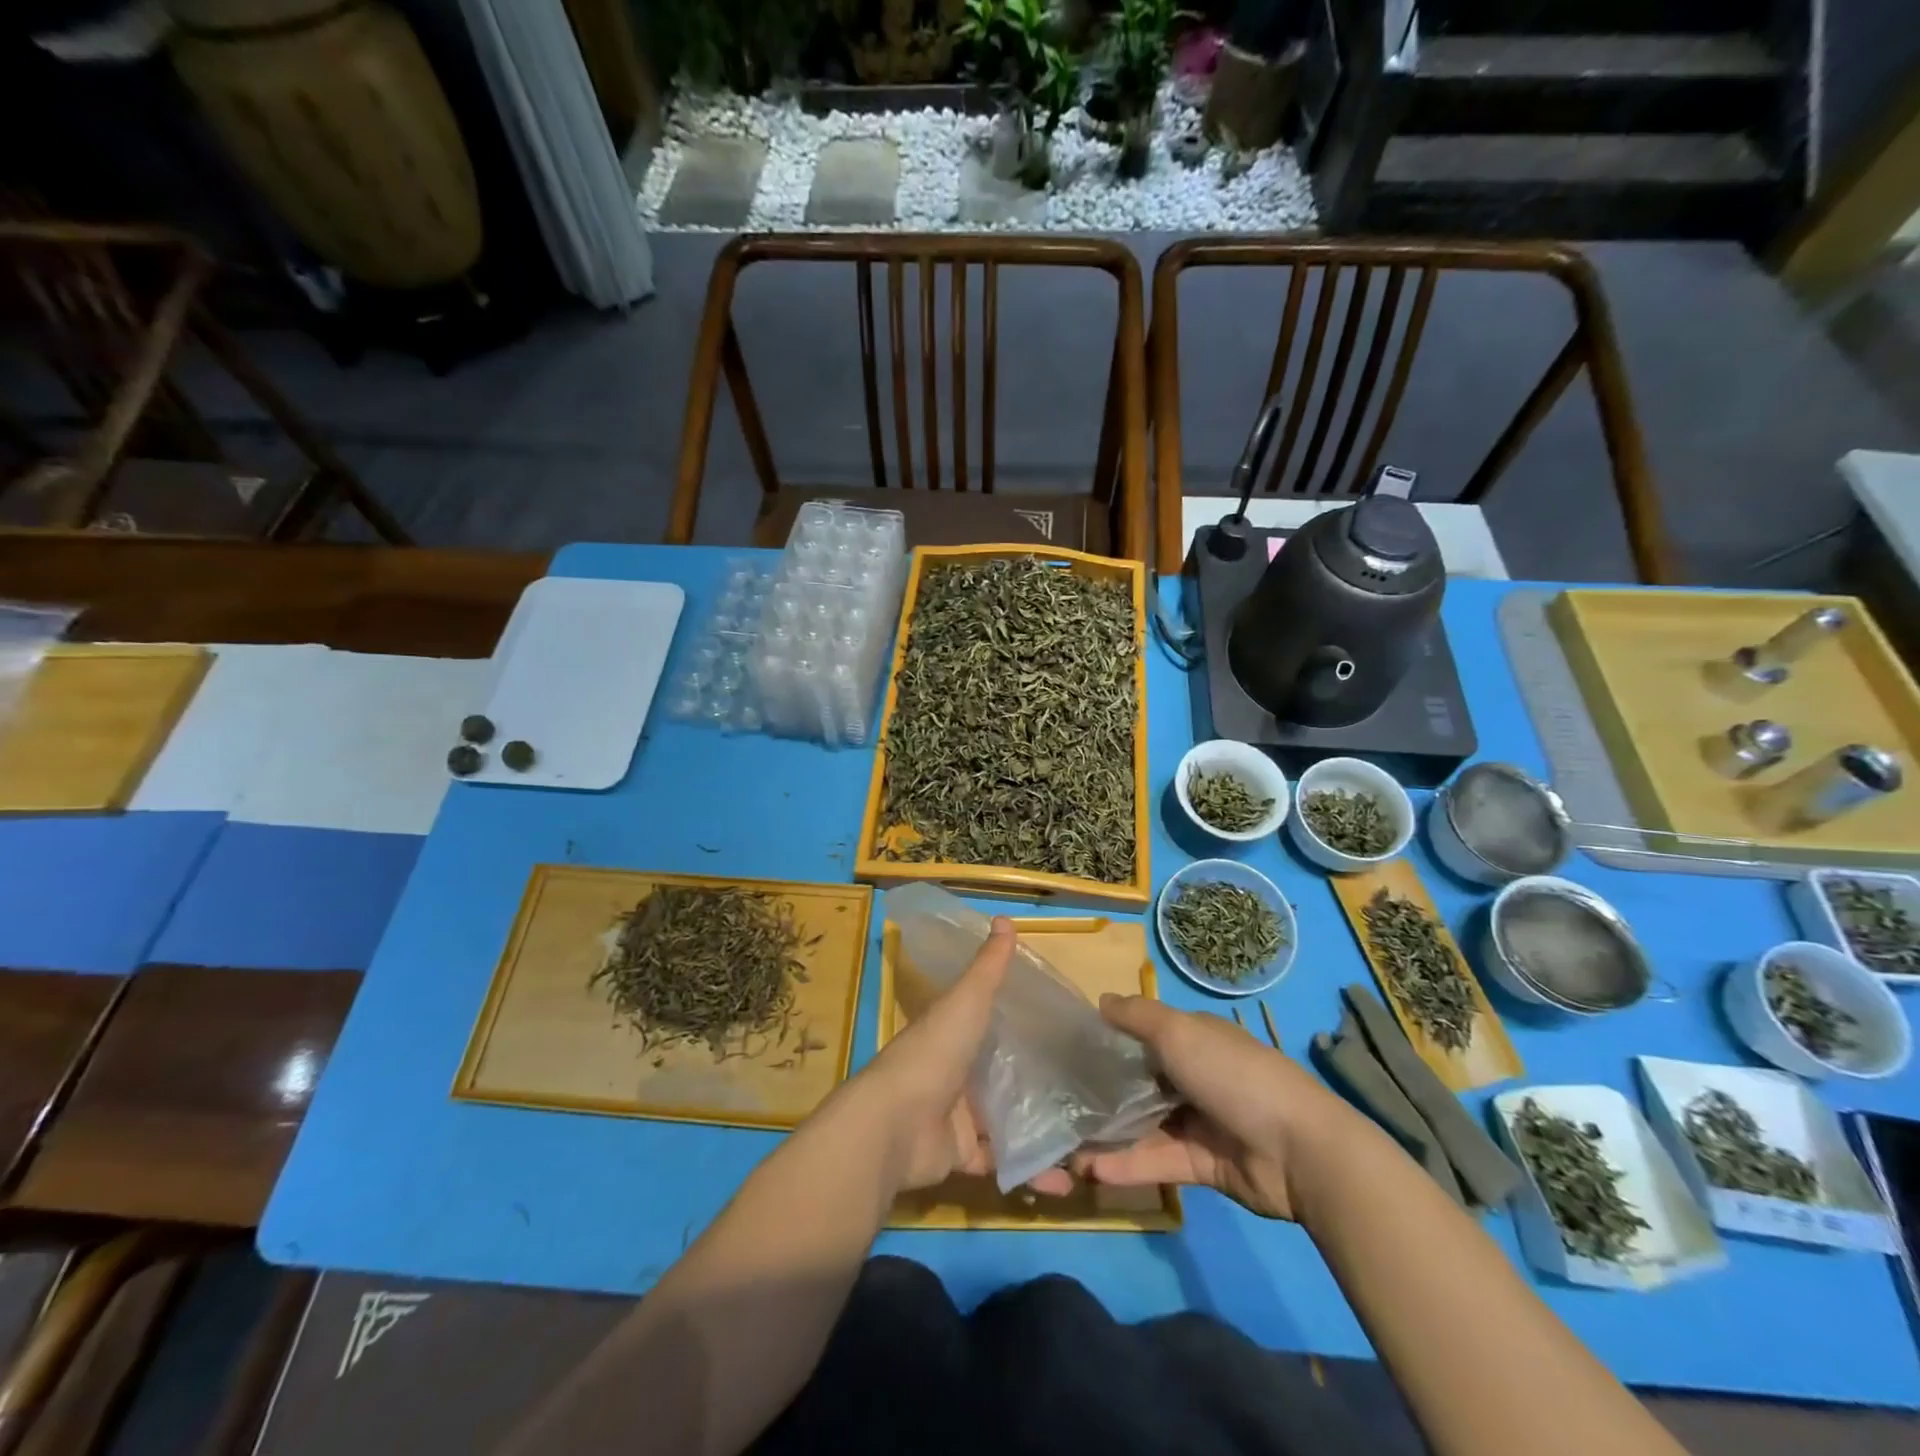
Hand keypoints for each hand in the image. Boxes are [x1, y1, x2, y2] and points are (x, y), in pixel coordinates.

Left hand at [851, 918, 1072, 1195]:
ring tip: (1090, 1136)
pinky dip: (1031, 1171)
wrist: (895, 1125)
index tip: (1070, 1030)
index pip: (994, 1024)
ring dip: (1043, 1130)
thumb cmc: (933, 1054)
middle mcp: (957, 1072)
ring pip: (1009, 1121)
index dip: (1026, 1025)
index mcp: (955, 1033)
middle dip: (1043, 1083)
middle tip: (1093, 1088)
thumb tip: (1004, 918)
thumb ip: (988, 967)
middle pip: (1005, 1075)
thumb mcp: (966, 1002)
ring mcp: (960, 1116)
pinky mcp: (962, 1156)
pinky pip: (1003, 1162)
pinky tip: (1067, 1178)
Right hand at [1073, 996, 1355, 1220]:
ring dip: (1107, 1135)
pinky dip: (1126, 1166)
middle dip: (1102, 1091)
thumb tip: (1101, 1001)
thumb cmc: (1232, 1074)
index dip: (1109, 1039)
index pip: (1143, 1034)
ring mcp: (1198, 1122)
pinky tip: (1089, 1170)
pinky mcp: (1201, 1164)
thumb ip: (1137, 1016)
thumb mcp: (1179, 1031)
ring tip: (1063, 1145)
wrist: (1299, 1150)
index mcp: (1193, 1039)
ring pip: (1143, 1125)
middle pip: (1140, 1081)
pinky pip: (1156, 1161)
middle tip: (1057, 1103)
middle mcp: (1193, 1076)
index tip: (1069, 1049)